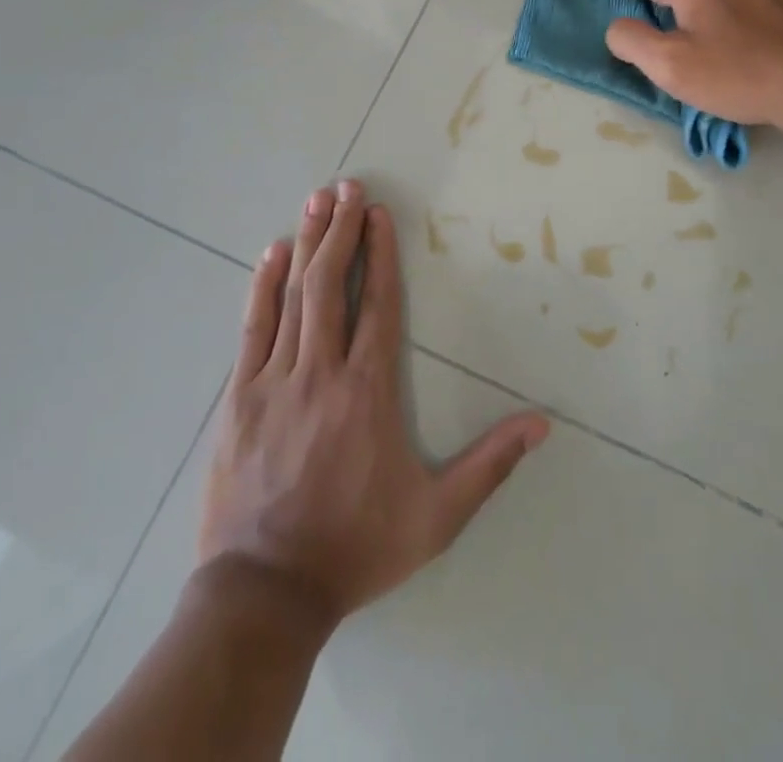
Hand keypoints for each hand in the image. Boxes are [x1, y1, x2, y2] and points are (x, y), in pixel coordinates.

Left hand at [197, 180, 550, 627]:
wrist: (264, 595)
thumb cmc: (356, 547)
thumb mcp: (436, 516)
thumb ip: (489, 464)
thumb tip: (542, 424)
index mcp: (369, 390)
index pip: (378, 304)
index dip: (378, 254)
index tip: (379, 214)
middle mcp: (323, 371)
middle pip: (331, 285)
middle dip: (340, 230)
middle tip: (346, 186)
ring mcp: (275, 381)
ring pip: (292, 296)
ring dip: (306, 243)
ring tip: (316, 201)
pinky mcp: (240, 398)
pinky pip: (253, 327)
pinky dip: (262, 286)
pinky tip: (270, 254)